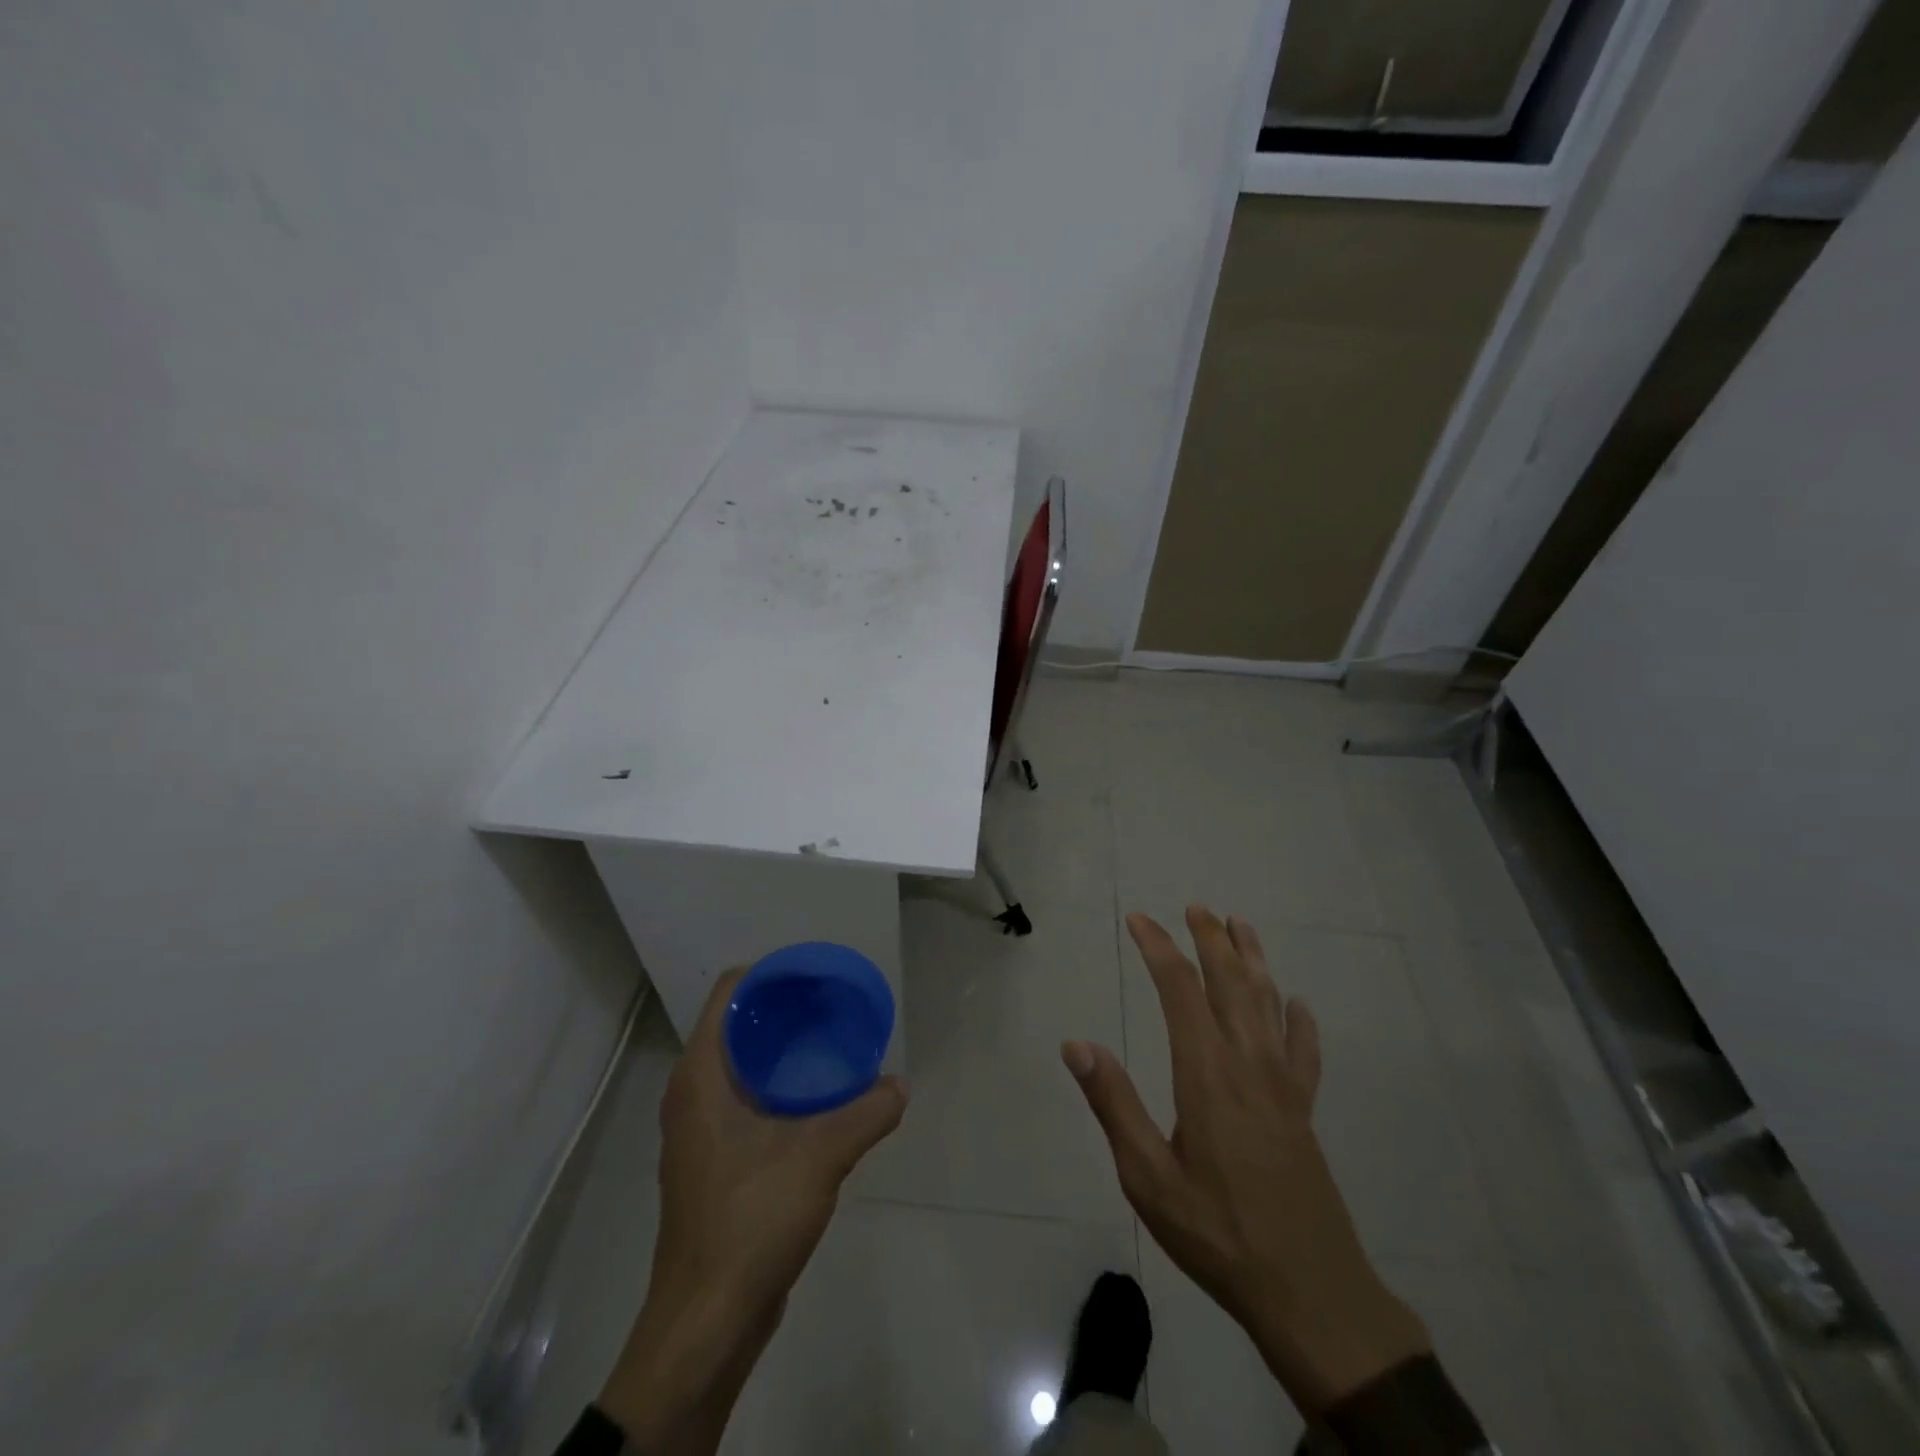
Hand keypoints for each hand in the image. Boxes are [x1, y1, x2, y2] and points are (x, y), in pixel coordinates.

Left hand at [599, 967, 907, 1453]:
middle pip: (736, 1026)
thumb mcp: (819, 1157)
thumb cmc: (749, 1220)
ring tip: (831, 1043)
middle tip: (832, 1004)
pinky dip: (777, 1088)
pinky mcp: (712, 1164)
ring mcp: (698, 1132)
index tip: (813, 974)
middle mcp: (691, 1095)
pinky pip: (744, 1102)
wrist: (707, 1322)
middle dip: (783, 1010)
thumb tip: (900, 1086)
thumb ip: (865, 1114)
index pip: (728, 994)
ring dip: (781, 1051)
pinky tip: (817, 1100)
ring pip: (740, 1067)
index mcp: (700, 1076)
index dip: (769, 974)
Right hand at [1063, 907, 1430, 1415]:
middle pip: (1231, 984)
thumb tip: (1075, 1044)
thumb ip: (1113, 1105)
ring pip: (1269, 1005)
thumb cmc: (1218, 1231)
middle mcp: (1248, 1064)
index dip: (1159, 948)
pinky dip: (1300, 1022)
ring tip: (1242, 927)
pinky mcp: (1304, 1111)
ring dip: (1254, 961)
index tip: (1140, 920)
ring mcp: (1283, 1086)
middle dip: (1212, 940)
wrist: (1310, 1291)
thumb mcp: (1148, 1177)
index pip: (1180, 990)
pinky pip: (1304, 1052)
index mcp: (1206, 1073)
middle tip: (1197, 907)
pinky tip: (1297, 1006)